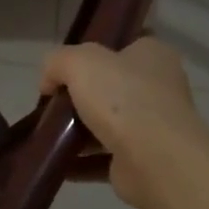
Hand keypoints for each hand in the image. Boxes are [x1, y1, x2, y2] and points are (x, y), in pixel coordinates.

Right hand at [40, 38, 208, 208]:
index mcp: (154, 56)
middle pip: (113, 87)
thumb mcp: (79, 62)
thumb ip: (57, 62)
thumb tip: (49, 83)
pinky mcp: (144, 162)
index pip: (125, 45)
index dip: (96, 52)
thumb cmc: (122, 98)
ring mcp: (154, 128)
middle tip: (53, 103)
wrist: (155, 160)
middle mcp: (159, 89)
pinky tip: (57, 163)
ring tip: (48, 135)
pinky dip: (82, 163)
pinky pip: (106, 159)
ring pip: (109, 124)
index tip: (68, 66)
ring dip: (80, 132)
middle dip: (83, 96)